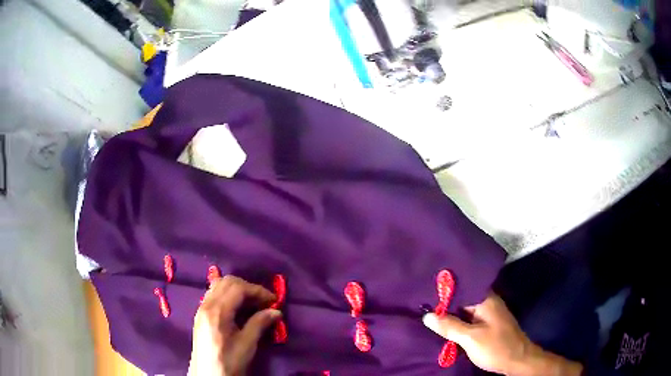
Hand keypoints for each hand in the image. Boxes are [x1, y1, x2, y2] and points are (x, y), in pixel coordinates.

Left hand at [188, 275, 281, 375]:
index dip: (258, 290)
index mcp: (217, 312)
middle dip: (248, 287)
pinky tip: (238, 309)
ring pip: (219, 285)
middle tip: (264, 301)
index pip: (238, 288)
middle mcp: (206, 305)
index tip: (274, 301)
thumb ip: (259, 324)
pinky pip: (214, 294)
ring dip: (237, 289)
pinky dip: (228, 295)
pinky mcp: (201, 314)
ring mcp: (201, 309)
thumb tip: (276, 312)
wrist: (208, 375)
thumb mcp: (247, 345)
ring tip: (253, 304)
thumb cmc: (228, 362)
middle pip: (227, 282)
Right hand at [423, 293, 582, 375]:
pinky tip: (443, 326)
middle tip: (420, 302)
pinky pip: (468, 319)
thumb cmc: (496, 347)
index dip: (443, 289)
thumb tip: (426, 315)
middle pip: (462, 298)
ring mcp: (487, 314)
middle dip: (443, 302)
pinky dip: (456, 322)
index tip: (423, 289)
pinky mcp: (487, 325)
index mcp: (485, 299)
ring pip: (464, 310)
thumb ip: (449, 326)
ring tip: (427, 313)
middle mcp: (487, 302)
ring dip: (449, 313)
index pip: (461, 287)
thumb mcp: (470, 338)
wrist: (517, 361)